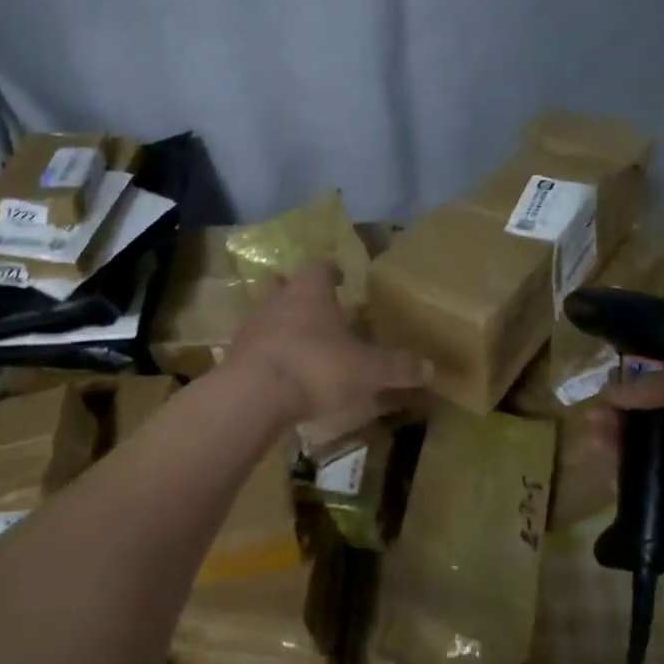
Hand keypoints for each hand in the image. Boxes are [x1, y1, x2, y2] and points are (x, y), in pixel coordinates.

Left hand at [225, 263, 429, 429]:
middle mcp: (277, 300)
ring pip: (264, 312)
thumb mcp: (366, 370)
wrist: (253, 396)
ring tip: (295, 338)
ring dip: (278, 320)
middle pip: (283, 283)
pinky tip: (277, 368)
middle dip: (296, 290)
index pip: (320, 267)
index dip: (331, 270)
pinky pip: (253, 345)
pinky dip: (265, 351)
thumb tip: (430, 367)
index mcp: (309, 291)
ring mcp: (251, 326)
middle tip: (311, 303)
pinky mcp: (234, 355)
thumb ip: (396, 367)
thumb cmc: (315, 368)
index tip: (340, 277)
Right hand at [580, 360, 663, 540]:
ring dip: (624, 448)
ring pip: (656, 455)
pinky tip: (613, 477)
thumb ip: (646, 385)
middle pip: (657, 420)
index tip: (607, 391)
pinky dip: (639, 486)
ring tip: (594, 444)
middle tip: (592, 421)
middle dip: (623, 418)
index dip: (637, 385)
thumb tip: (610, 392)